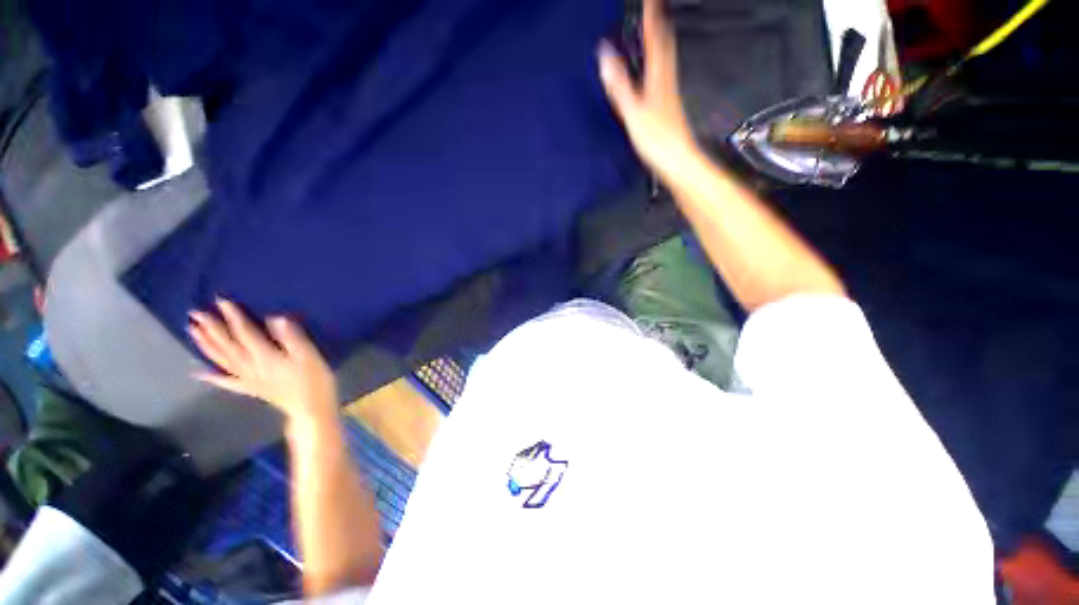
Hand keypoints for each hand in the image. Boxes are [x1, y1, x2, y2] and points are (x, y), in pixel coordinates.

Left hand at [188, 298, 336, 424]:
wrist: (311, 409)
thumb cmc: (315, 380)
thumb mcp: (309, 356)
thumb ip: (292, 338)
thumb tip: (275, 318)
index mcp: (265, 356)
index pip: (245, 333)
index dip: (233, 316)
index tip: (221, 300)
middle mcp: (250, 366)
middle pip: (227, 345)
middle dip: (211, 328)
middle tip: (195, 313)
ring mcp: (248, 379)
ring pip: (222, 360)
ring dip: (206, 345)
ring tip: (193, 331)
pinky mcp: (250, 389)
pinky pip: (227, 382)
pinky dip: (212, 377)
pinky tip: (199, 374)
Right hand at [599, 0, 697, 180]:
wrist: (677, 161)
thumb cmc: (657, 139)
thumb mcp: (633, 112)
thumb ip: (619, 85)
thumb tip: (605, 56)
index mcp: (658, 77)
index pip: (655, 37)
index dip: (651, 15)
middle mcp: (666, 80)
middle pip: (664, 44)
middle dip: (658, 23)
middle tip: (652, 10)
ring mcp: (668, 93)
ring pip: (665, 58)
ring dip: (659, 40)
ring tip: (652, 30)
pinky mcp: (667, 106)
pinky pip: (661, 74)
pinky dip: (656, 62)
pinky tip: (652, 69)